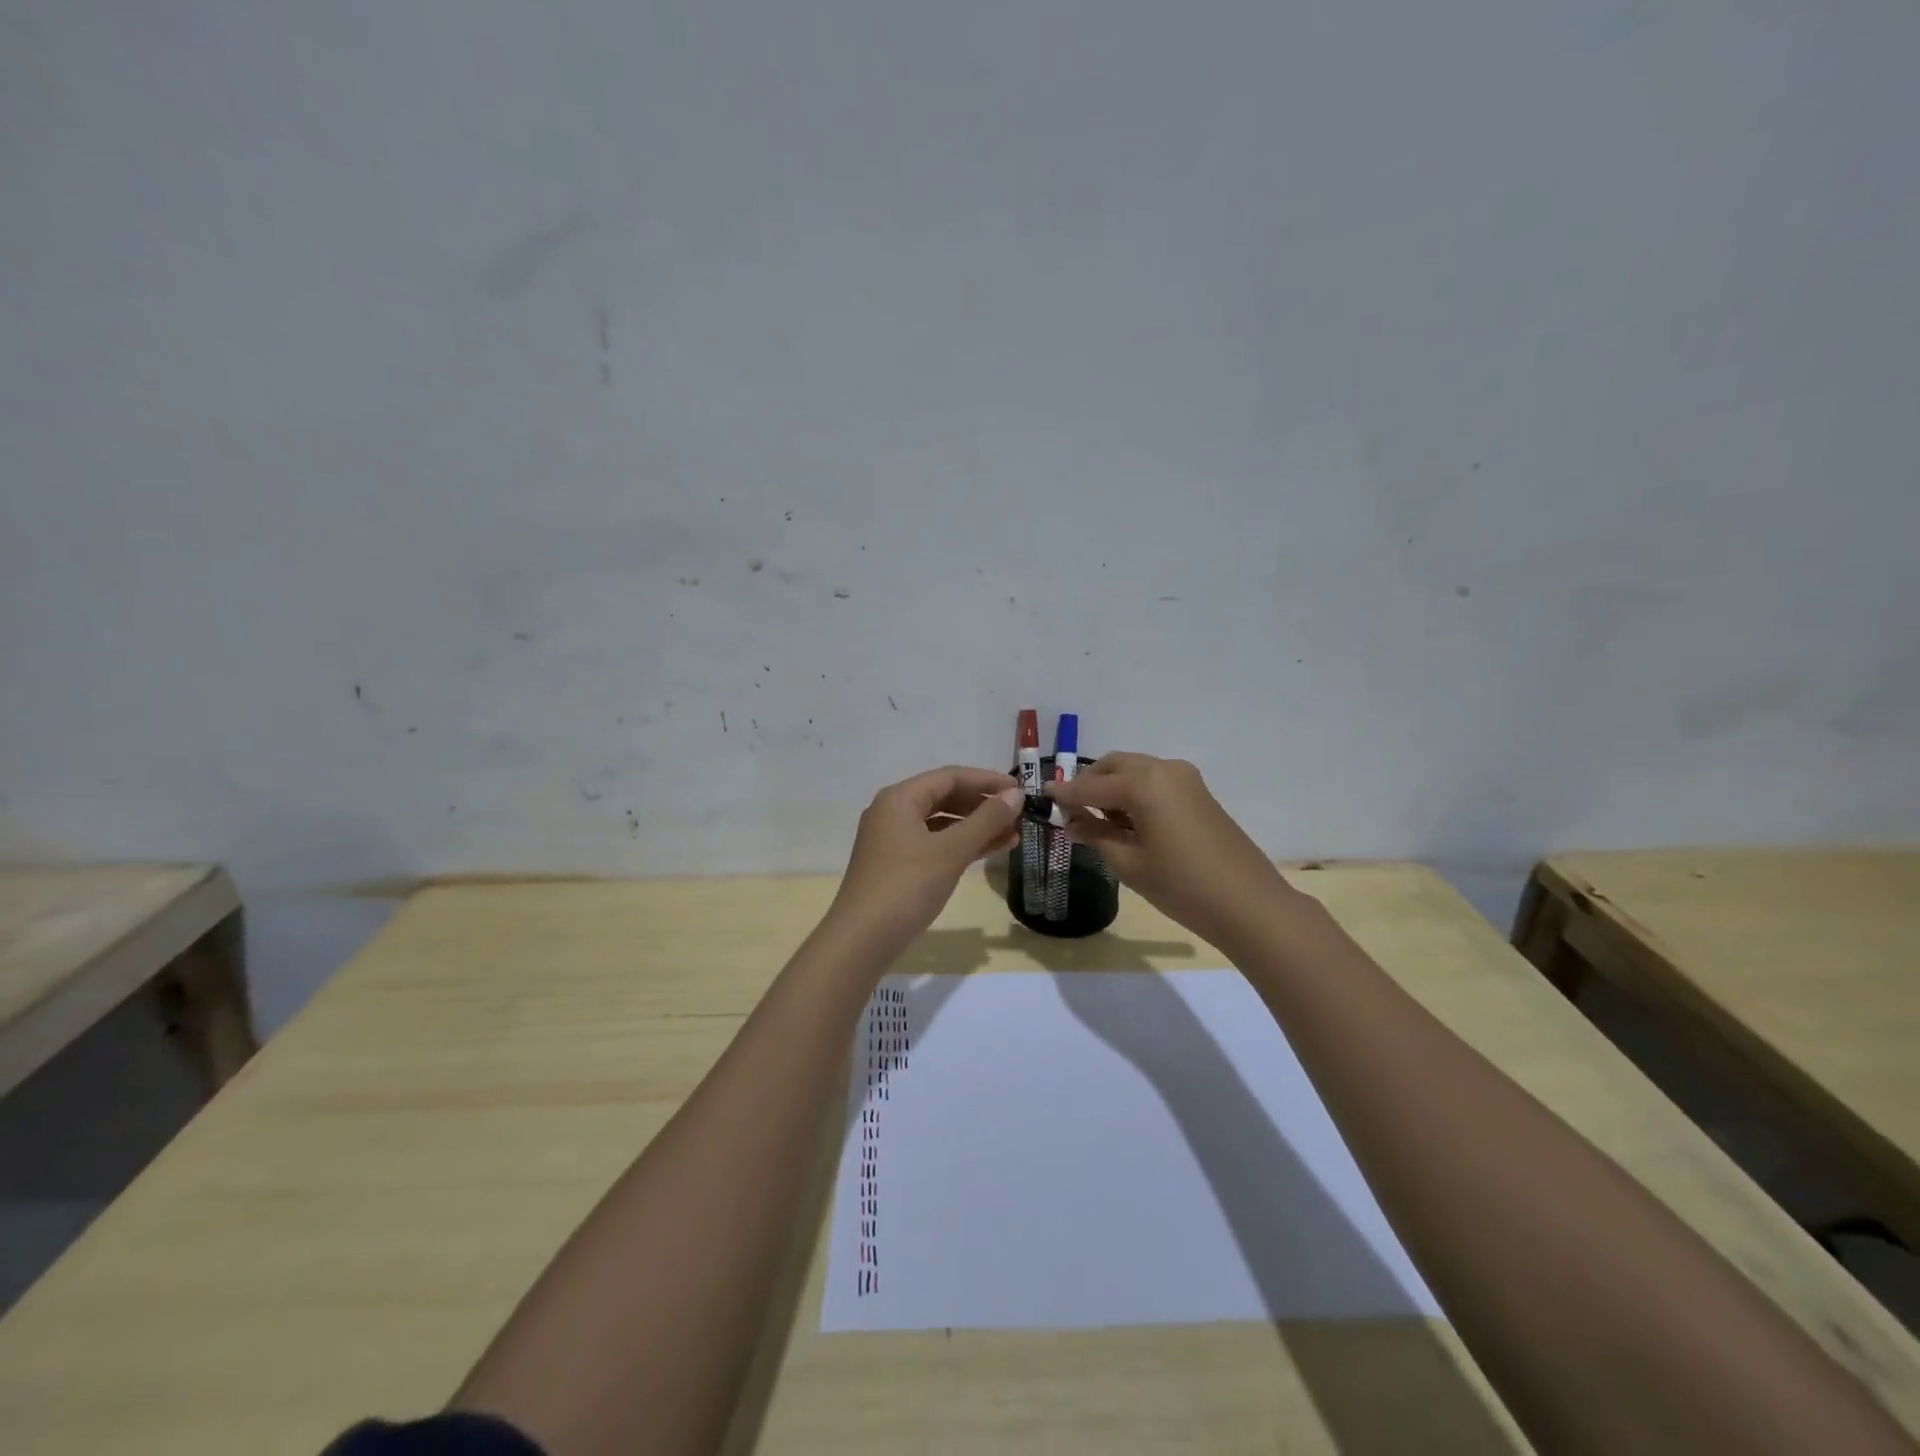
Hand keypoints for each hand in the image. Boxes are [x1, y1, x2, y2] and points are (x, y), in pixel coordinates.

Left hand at [829, 765, 1023, 951]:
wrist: (862, 940)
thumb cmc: (907, 887)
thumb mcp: (951, 851)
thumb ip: (986, 821)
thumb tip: (1016, 796)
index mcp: (900, 798)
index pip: (950, 777)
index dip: (987, 781)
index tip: (1020, 791)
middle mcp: (893, 811)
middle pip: (945, 797)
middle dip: (983, 805)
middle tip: (1019, 815)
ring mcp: (892, 839)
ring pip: (941, 823)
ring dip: (976, 827)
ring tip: (1013, 835)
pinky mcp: (896, 864)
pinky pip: (934, 843)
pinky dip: (960, 845)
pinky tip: (989, 852)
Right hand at [1046, 752, 1299, 948]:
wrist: (1249, 904)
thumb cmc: (1181, 886)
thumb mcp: (1129, 863)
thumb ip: (1095, 835)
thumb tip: (1071, 821)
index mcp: (1143, 783)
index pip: (1090, 785)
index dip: (1064, 793)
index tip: (1041, 795)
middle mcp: (1163, 769)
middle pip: (1114, 765)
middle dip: (1089, 783)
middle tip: (1071, 810)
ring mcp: (1185, 778)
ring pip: (1135, 770)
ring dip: (1112, 787)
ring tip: (1098, 821)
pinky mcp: (1198, 792)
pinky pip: (1154, 781)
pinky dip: (1134, 793)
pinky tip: (1127, 822)